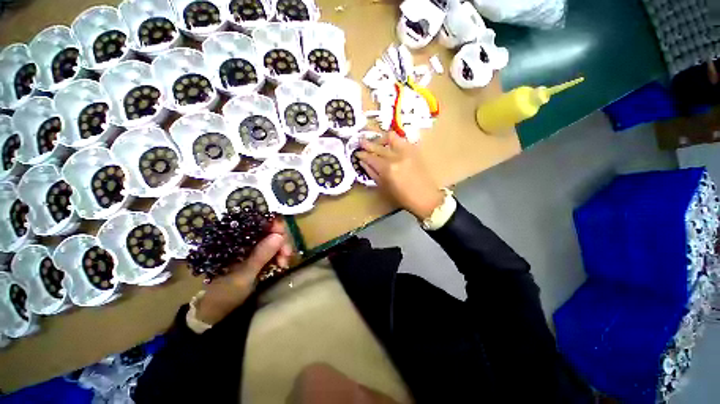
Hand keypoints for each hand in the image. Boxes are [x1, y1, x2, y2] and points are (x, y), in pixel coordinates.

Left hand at [195, 219, 292, 324]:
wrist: (217, 309)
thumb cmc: (225, 292)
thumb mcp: (244, 275)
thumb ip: (260, 255)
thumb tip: (280, 236)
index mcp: (235, 239)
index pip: (259, 221)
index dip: (275, 225)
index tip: (284, 238)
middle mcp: (245, 238)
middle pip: (270, 229)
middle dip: (282, 241)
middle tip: (286, 257)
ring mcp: (252, 246)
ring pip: (275, 239)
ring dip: (283, 250)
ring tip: (283, 264)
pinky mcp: (258, 254)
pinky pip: (274, 249)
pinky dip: (280, 255)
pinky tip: (281, 264)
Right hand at [356, 132, 443, 219]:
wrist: (425, 197)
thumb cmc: (402, 197)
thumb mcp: (383, 187)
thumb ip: (372, 173)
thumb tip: (363, 162)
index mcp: (387, 169)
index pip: (371, 157)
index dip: (362, 155)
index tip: (357, 153)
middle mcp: (396, 157)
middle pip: (379, 147)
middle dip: (368, 144)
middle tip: (361, 142)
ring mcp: (407, 151)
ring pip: (391, 137)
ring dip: (381, 139)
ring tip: (376, 142)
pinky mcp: (414, 150)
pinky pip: (401, 140)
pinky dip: (393, 140)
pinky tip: (389, 145)